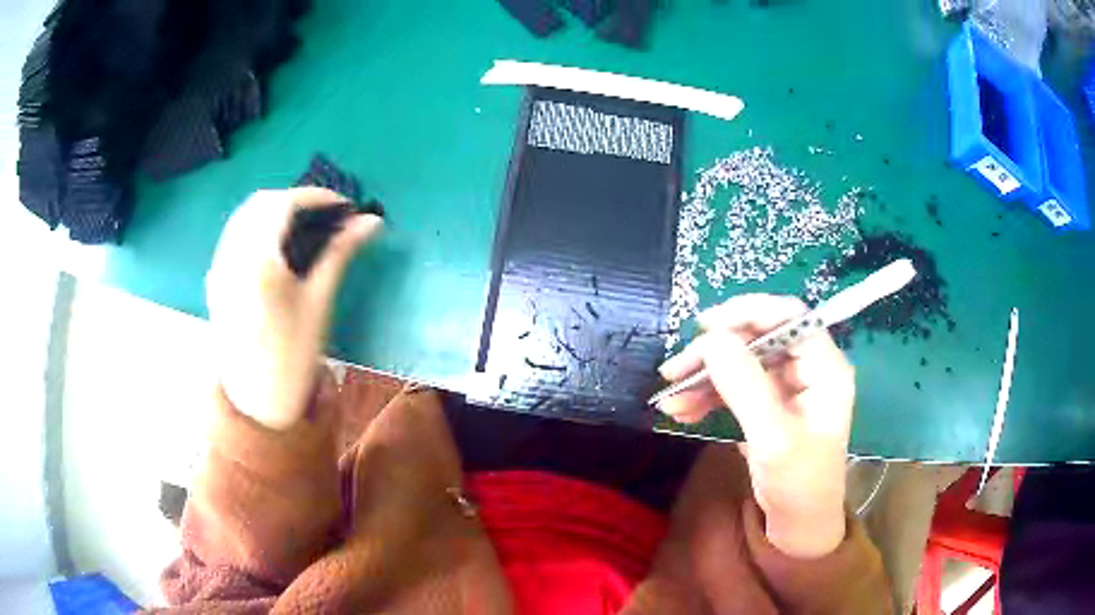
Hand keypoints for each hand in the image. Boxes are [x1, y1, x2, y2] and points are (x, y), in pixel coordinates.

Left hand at [206, 188, 382, 429]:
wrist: (258, 400)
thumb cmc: (293, 355)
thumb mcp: (319, 301)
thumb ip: (341, 253)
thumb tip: (371, 222)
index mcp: (257, 260)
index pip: (284, 204)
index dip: (316, 196)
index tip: (344, 206)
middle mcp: (231, 255)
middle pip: (260, 203)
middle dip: (294, 200)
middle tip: (324, 216)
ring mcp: (219, 267)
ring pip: (243, 217)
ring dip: (272, 210)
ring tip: (302, 226)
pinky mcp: (215, 279)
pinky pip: (233, 236)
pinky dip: (255, 227)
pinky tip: (273, 246)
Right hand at [657, 294, 854, 558]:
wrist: (798, 524)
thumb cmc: (798, 484)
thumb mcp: (773, 439)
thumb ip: (746, 387)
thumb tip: (712, 340)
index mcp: (825, 368)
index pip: (789, 318)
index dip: (748, 313)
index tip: (704, 327)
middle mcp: (808, 368)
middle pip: (759, 337)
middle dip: (715, 351)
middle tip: (674, 370)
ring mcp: (788, 386)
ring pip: (742, 361)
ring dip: (705, 376)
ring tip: (670, 398)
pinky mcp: (768, 403)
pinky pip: (735, 386)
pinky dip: (708, 395)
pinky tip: (682, 410)